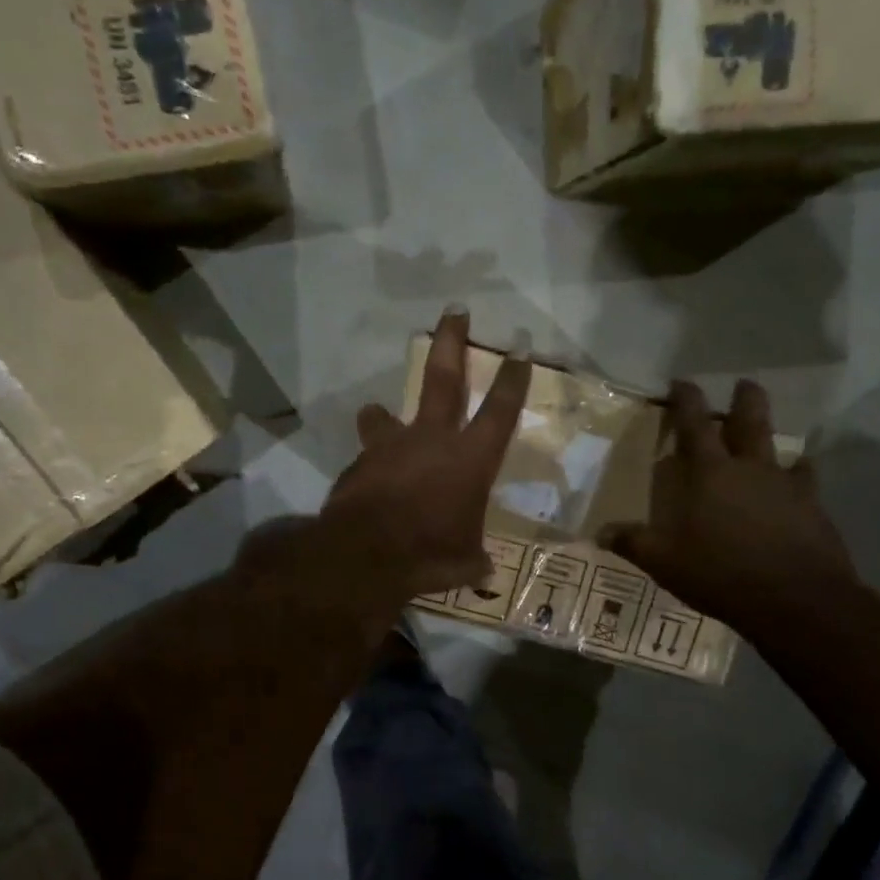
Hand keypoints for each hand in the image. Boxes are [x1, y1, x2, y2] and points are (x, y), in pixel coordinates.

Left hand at [323, 309, 531, 596]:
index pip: (500, 410)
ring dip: (383, 414)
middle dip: (451, 342)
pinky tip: (367, 487)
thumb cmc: (430, 553)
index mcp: (470, 459)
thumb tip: (481, 568)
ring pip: (386, 415)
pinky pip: (368, 458)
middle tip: (454, 311)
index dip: (513, 379)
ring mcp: (391, 447)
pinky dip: (370, 468)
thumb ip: (473, 555)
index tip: (519, 349)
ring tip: (377, 413)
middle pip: (444, 378)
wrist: (365, 555)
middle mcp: (432, 440)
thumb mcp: (464, 561)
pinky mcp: (360, 463)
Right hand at [601, 380, 854, 624]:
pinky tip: (799, 481)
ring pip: (781, 447)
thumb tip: (600, 533)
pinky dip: (800, 475)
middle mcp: (750, 468)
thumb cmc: (721, 573)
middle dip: (745, 398)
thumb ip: (634, 543)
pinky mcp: (814, 507)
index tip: (682, 381)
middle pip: (750, 419)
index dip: (686, 399)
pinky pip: (806, 480)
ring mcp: (787, 485)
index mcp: (710, 473)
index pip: (694, 424)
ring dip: (773, 437)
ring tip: (772, 440)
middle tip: (743, 384)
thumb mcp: (665, 562)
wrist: (796, 599)